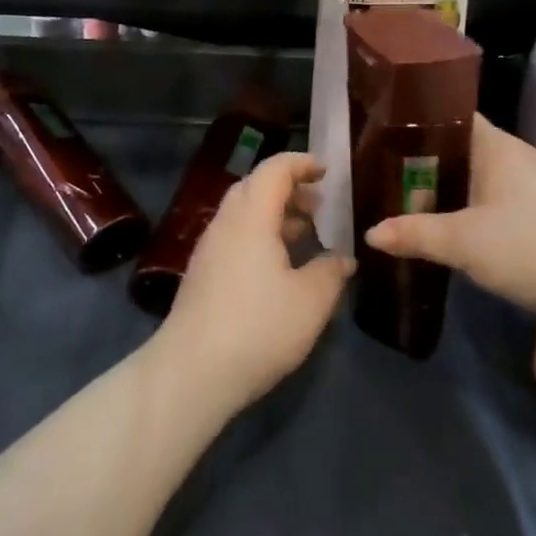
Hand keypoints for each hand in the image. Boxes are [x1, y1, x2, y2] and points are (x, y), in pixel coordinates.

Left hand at [157, 152, 352, 412]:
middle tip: (320, 206)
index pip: (275, 170)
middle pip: (256, 187)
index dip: (302, 163)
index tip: (327, 171)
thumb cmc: (258, 327)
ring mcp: (210, 248)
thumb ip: (330, 272)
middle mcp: (226, 222)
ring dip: (275, 214)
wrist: (192, 371)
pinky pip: (236, 237)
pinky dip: (261, 236)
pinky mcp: (202, 273)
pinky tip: (280, 266)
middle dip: (289, 189)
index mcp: (252, 215)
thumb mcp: (310, 301)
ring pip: (244, 214)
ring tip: (306, 234)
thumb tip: (343, 258)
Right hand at [363, 115, 535, 318]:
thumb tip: (370, 234)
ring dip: (445, 187)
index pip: (451, 114)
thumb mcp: (461, 242)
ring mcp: (530, 187)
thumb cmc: (528, 247)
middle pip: (459, 147)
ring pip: (475, 176)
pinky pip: (490, 200)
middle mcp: (514, 157)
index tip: (382, 129)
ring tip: (404, 197)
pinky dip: (466, 208)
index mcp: (497, 146)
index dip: (417, 119)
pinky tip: (445, 226)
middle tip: (382, 169)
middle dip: (423, 159)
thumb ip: (414, 233)